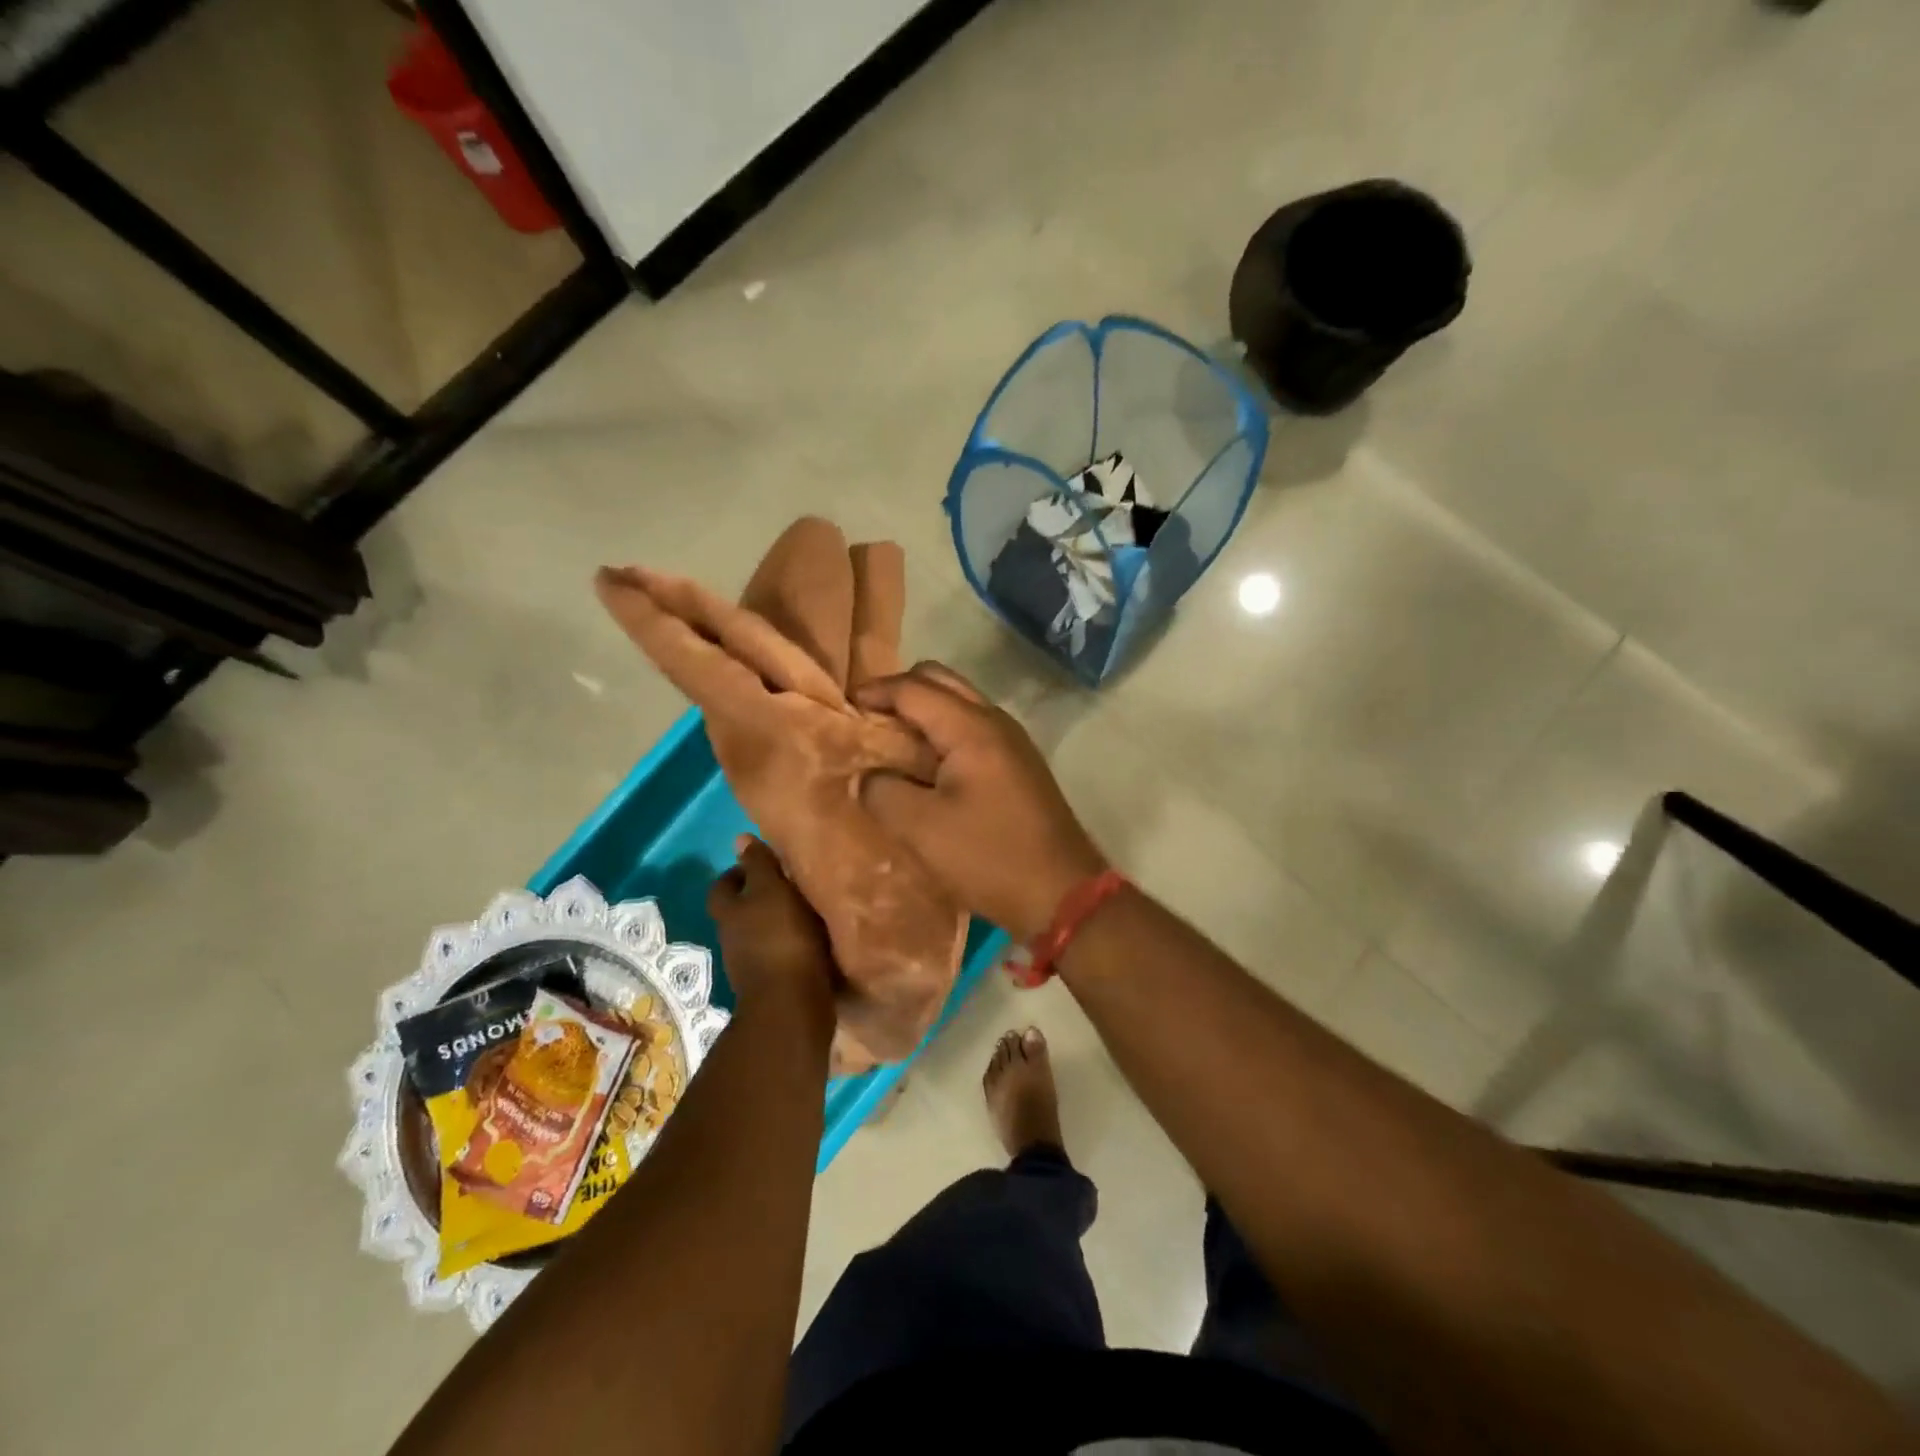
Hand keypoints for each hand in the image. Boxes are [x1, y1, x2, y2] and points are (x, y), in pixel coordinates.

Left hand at [707, 837, 836, 1034]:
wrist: (792, 1005)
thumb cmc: (781, 938)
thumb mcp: (771, 890)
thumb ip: (758, 865)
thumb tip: (739, 839)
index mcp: (729, 912)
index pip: (723, 886)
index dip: (738, 873)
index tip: (763, 863)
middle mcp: (733, 938)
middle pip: (739, 912)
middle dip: (759, 898)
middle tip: (790, 884)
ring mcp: (750, 965)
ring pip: (760, 934)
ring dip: (777, 923)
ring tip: (807, 910)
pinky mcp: (773, 984)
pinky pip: (779, 955)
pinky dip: (791, 945)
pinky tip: (814, 940)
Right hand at [856, 663, 1107, 940]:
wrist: (1062, 893)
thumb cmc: (990, 857)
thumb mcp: (922, 829)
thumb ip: (883, 792)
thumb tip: (866, 777)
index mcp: (972, 728)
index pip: (914, 689)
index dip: (875, 692)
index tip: (843, 707)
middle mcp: (995, 722)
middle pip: (941, 681)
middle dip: (900, 691)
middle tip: (868, 718)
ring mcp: (1012, 742)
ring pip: (960, 703)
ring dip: (924, 711)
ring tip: (890, 740)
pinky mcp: (1019, 764)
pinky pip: (973, 728)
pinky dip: (943, 731)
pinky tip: (925, 765)